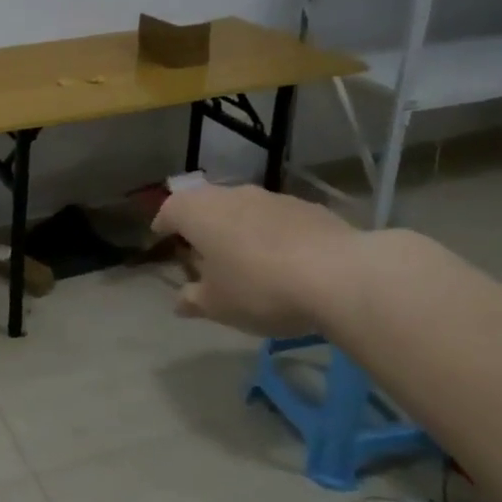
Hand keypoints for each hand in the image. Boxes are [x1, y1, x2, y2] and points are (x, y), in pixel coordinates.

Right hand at [151, 185, 359, 336]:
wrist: (339, 275)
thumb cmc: (259, 288)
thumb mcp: (218, 305)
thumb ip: (194, 300)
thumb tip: (180, 302)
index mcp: (198, 213)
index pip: (170, 209)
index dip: (163, 223)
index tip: (162, 236)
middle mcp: (231, 195)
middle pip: (206, 203)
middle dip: (201, 224)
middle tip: (201, 249)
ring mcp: (272, 197)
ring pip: (243, 208)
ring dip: (237, 227)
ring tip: (243, 257)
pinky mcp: (307, 208)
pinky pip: (276, 218)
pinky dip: (270, 233)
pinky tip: (283, 260)